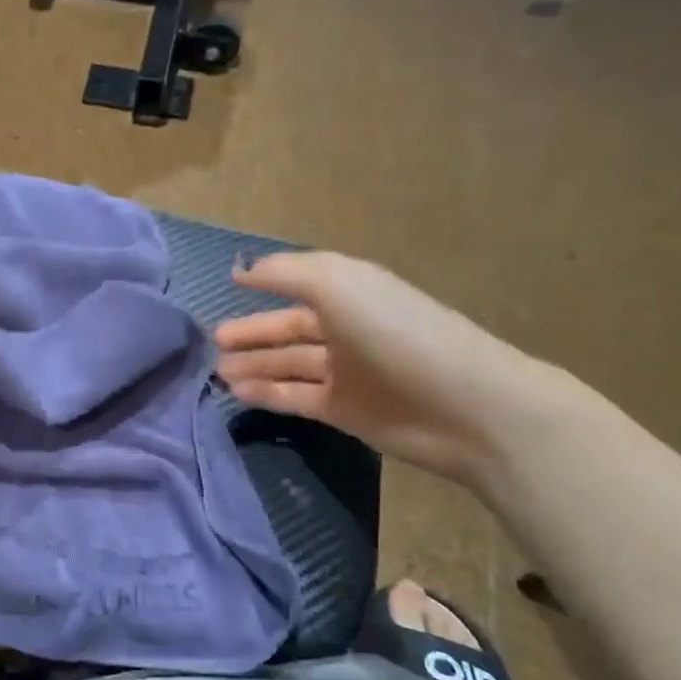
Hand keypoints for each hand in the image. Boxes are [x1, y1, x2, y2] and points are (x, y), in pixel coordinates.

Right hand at [214, 252, 558, 484]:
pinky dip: (267, 394)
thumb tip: (243, 269)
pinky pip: (296, 397)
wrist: (466, 406)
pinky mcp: (345, 410)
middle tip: (215, 341)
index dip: (265, 283)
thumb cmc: (397, 333)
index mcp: (349, 292)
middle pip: (289, 329)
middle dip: (252, 333)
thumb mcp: (337, 285)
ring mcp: (346, 372)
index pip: (299, 284)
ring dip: (253, 366)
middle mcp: (346, 328)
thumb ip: (285, 273)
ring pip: (288, 365)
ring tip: (218, 371)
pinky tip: (237, 393)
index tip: (228, 284)